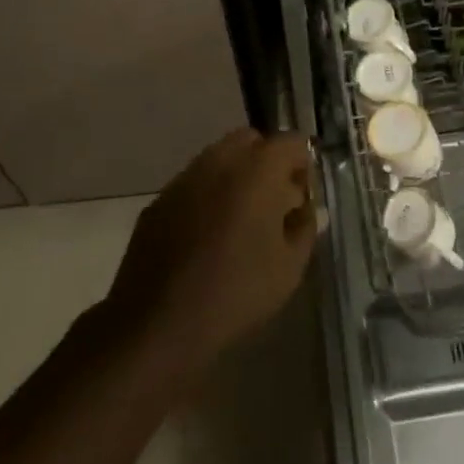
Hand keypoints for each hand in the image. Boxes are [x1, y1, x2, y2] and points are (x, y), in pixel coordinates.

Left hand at [106, 129, 316, 367]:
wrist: (159, 323)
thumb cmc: (236, 293)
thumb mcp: (290, 267)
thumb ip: (304, 227)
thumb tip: (304, 209)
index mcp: (257, 170)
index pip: (292, 143)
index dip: (303, 166)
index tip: (302, 199)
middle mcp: (219, 161)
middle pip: (252, 140)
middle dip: (268, 162)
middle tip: (274, 203)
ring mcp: (184, 178)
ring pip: (218, 158)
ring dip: (236, 176)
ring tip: (241, 220)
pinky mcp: (159, 201)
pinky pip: (193, 183)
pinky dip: (208, 195)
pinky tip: (207, 236)